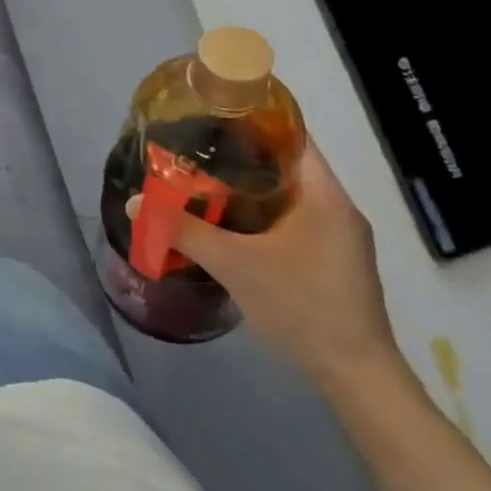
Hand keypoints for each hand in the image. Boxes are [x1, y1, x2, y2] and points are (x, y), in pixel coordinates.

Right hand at [154, 140, 400, 387]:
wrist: (356, 374)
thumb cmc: (302, 306)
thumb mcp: (234, 264)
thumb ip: (183, 230)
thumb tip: (134, 202)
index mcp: (325, 196)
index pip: (294, 137)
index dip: (255, 120)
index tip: (214, 115)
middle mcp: (338, 209)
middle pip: (289, 165)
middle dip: (244, 156)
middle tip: (198, 149)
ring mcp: (340, 238)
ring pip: (290, 196)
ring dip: (252, 188)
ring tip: (205, 181)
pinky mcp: (335, 261)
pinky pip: (295, 220)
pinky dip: (264, 214)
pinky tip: (232, 225)